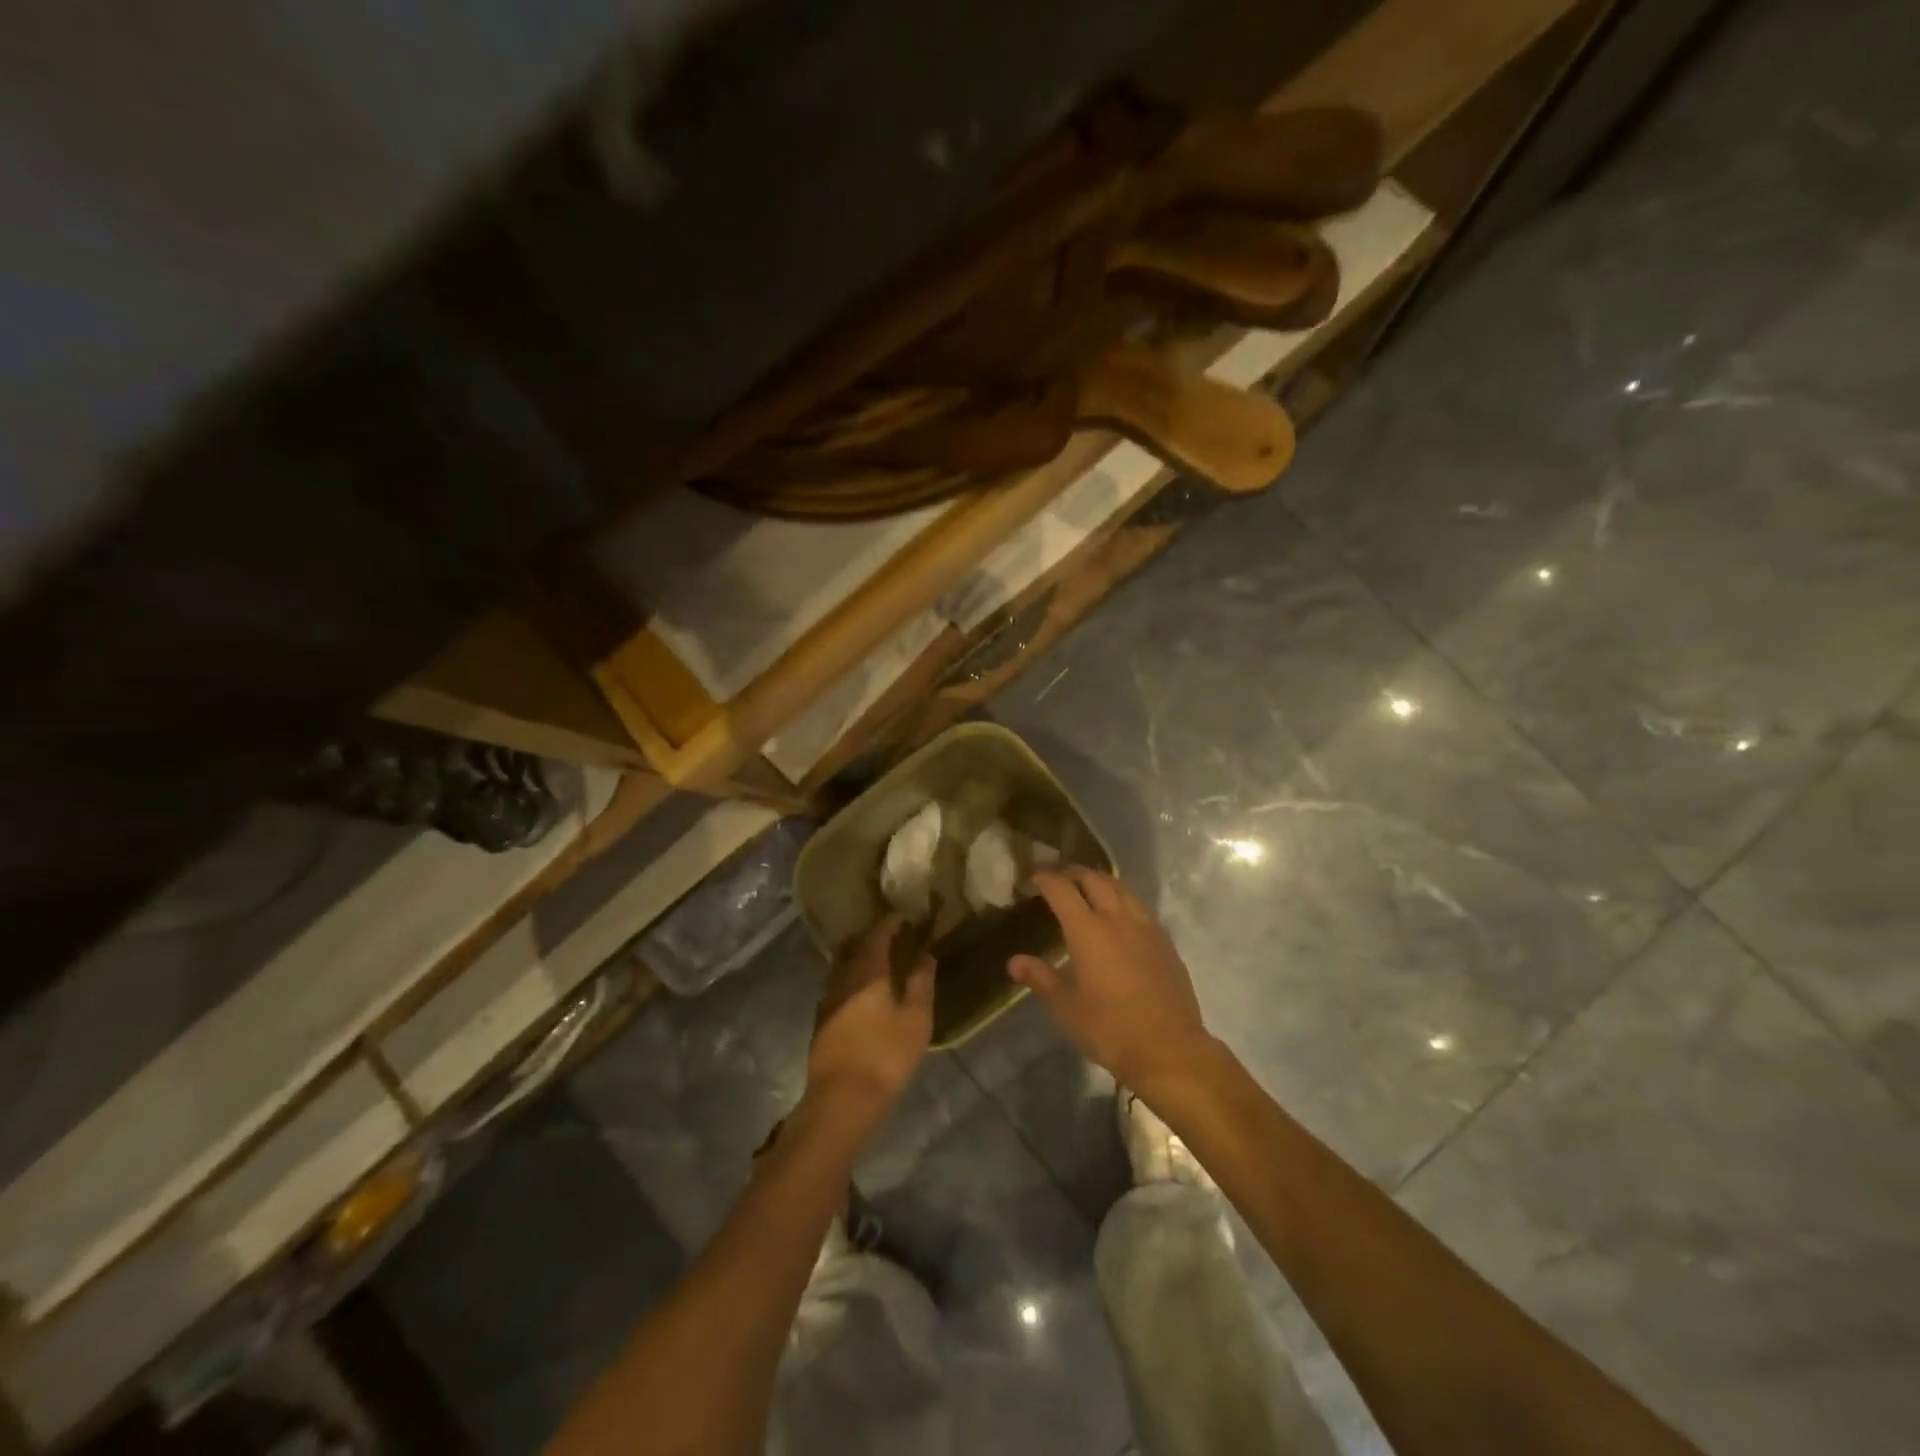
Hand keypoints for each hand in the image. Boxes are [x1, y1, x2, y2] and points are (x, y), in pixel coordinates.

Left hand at [807, 914, 934, 1118]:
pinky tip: (862, 991)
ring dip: (858, 956)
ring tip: (879, 962)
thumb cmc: (886, 1054)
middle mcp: (842, 977)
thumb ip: (921, 981)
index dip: (890, 922)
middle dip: (871, 935)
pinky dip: (850, 977)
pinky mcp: (821, 1020)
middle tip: (891, 936)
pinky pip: (837, 984)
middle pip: (853, 945)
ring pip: (841, 965)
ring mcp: (827, 999)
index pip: (877, 933)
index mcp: (867, 970)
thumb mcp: (916, 1017)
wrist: (843, 1098)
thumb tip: (925, 954)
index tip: (904, 916)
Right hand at [1010, 868, 1214, 1092]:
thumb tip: (1014, 962)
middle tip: (1058, 879)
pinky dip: (1122, 901)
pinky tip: (1118, 919)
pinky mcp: (1165, 941)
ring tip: (1088, 891)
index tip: (1034, 877)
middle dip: (1073, 873)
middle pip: (1094, 879)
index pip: (1062, 889)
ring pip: (1121, 888)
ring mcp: (1146, 927)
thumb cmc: (1109, 1029)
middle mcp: (1117, 919)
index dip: (1046, 879)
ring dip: (1101, 882)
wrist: (1169, 1049)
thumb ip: (1040, 978)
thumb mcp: (1066, 1007)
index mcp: (1088, 930)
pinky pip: (1139, 908)